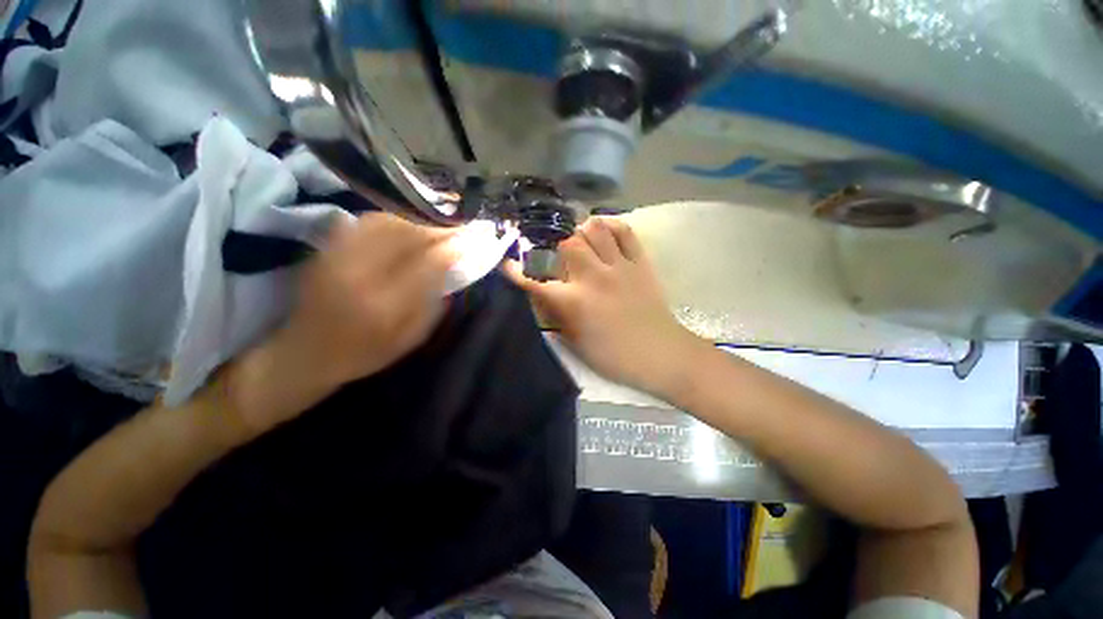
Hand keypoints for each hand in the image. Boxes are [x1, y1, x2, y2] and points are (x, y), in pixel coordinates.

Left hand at [227, 213, 456, 431]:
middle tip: (458, 226)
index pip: (427, 264)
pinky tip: (405, 224)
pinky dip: (390, 219)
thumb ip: (434, 309)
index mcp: (384, 306)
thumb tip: (452, 275)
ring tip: (435, 224)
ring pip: (386, 223)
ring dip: (416, 220)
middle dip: (438, 228)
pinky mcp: (326, 251)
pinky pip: (364, 223)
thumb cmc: (362, 355)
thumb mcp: (409, 342)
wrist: (303, 355)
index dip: (452, 248)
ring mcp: (338, 259)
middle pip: (407, 236)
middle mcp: (359, 275)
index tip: (471, 240)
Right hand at [504, 216, 709, 398]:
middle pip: (568, 244)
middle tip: (560, 257)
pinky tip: (605, 232)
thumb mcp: (577, 343)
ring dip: (583, 232)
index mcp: (575, 302)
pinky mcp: (640, 263)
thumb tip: (544, 298)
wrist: (661, 354)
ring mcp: (619, 267)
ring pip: (595, 229)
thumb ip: (557, 317)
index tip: (507, 265)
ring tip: (582, 241)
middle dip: (558, 248)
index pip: (537, 282)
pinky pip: (625, 232)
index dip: (517, 273)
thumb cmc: (615, 357)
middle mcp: (594, 277)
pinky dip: (612, 226)